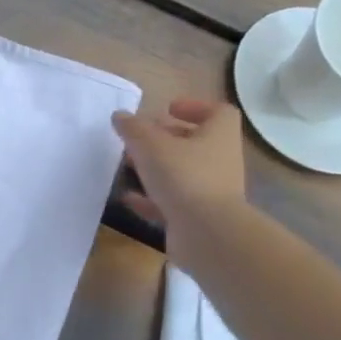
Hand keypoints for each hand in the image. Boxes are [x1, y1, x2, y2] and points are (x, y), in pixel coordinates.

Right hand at [112, 98, 246, 239]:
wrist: (206, 233)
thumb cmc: (183, 176)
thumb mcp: (150, 144)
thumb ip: (133, 128)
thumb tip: (120, 116)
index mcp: (218, 136)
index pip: (218, 112)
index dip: (194, 107)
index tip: (168, 109)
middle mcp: (220, 161)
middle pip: (196, 143)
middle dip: (166, 139)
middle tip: (138, 138)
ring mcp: (211, 191)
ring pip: (182, 173)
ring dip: (156, 168)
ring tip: (127, 165)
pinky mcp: (198, 217)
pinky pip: (172, 202)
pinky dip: (151, 198)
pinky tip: (128, 197)